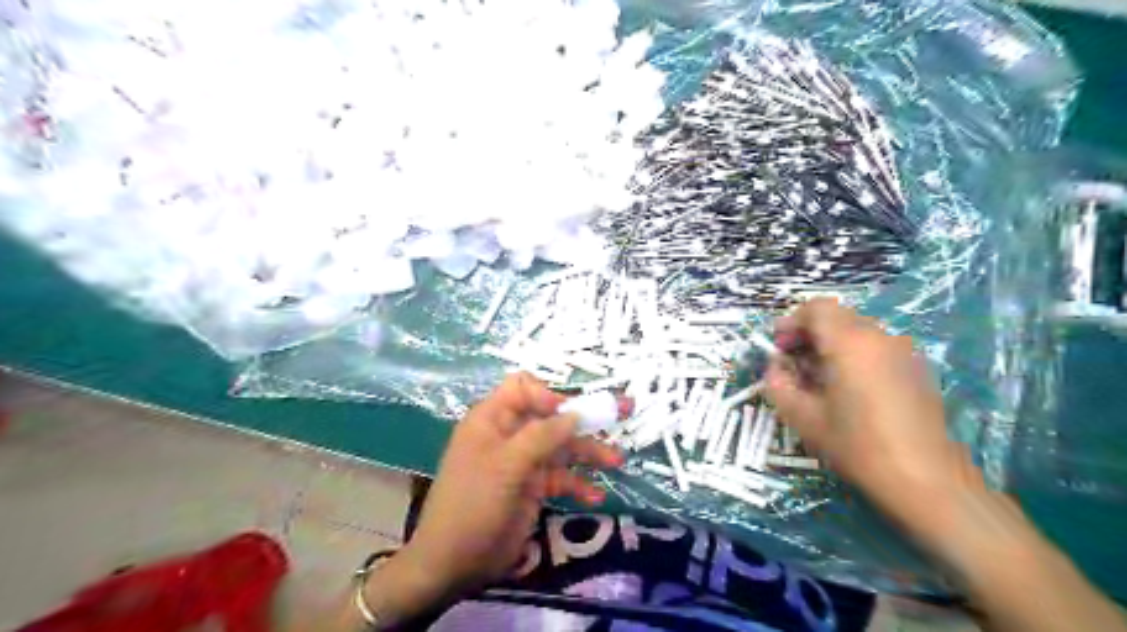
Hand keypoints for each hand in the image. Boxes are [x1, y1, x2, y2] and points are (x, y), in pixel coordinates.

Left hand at [400, 371, 625, 592]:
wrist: (454, 563)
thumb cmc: (474, 503)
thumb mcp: (507, 465)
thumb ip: (543, 436)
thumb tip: (576, 413)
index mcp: (493, 419)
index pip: (524, 388)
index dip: (549, 395)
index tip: (570, 414)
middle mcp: (510, 434)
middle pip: (551, 416)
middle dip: (585, 418)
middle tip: (623, 411)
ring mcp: (522, 462)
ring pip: (561, 447)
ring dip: (588, 452)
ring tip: (616, 461)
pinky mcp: (532, 488)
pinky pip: (560, 477)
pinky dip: (577, 484)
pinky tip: (595, 497)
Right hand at [766, 300, 969, 519]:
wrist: (925, 479)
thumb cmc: (857, 445)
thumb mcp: (803, 417)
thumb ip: (779, 383)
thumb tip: (776, 366)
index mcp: (849, 343)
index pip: (816, 308)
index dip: (792, 321)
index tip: (779, 346)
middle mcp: (879, 337)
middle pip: (837, 317)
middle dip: (809, 333)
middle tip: (793, 362)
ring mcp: (903, 351)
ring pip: (857, 331)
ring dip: (831, 344)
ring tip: (819, 378)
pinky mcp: (917, 368)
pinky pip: (876, 347)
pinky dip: (854, 355)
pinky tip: (849, 388)